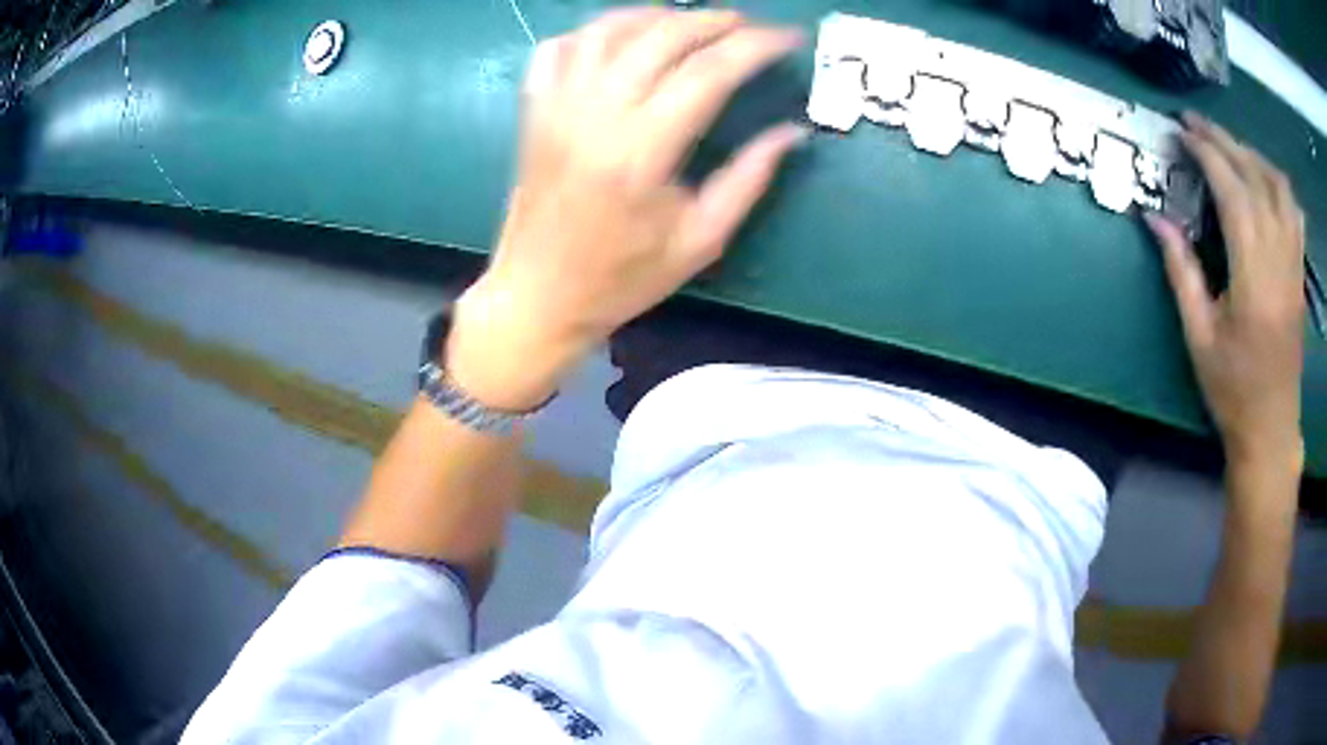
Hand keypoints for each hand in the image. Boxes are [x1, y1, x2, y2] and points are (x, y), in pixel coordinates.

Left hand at [448, 9, 804, 409]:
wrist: (538, 295)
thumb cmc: (621, 278)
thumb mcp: (700, 240)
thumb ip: (749, 179)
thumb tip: (793, 131)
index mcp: (642, 151)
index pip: (708, 72)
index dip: (754, 46)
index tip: (787, 37)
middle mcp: (595, 114)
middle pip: (660, 36)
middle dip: (714, 20)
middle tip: (747, 25)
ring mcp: (557, 106)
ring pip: (608, 29)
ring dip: (656, 15)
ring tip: (691, 24)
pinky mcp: (534, 111)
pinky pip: (560, 48)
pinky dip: (596, 31)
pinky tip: (622, 40)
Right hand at [1146, 113, 1305, 472]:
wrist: (1271, 429)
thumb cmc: (1232, 390)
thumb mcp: (1199, 336)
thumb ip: (1180, 271)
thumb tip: (1154, 217)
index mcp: (1253, 276)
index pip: (1232, 190)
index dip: (1206, 153)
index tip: (1181, 132)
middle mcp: (1279, 259)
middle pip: (1255, 177)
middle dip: (1223, 140)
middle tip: (1195, 124)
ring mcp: (1294, 264)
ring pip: (1278, 185)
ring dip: (1251, 154)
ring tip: (1228, 146)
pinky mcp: (1299, 271)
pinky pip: (1294, 210)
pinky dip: (1277, 182)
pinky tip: (1263, 177)